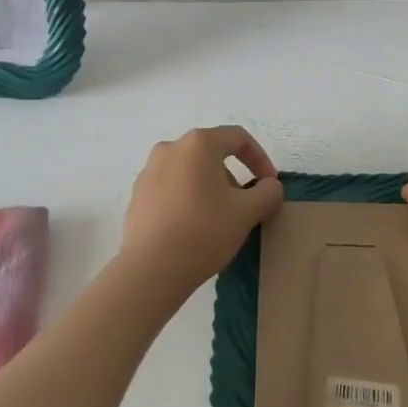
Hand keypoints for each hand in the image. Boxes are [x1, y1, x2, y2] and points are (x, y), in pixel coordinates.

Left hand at [119, 126, 285, 293]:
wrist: (151, 268)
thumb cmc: (204, 231)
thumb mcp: (247, 212)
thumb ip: (268, 192)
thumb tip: (269, 186)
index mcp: (198, 144)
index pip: (238, 138)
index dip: (260, 159)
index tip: (269, 185)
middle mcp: (170, 148)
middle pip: (211, 153)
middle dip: (233, 176)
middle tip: (245, 205)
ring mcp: (149, 171)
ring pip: (190, 171)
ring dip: (210, 188)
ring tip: (219, 219)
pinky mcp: (137, 195)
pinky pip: (171, 188)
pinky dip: (188, 199)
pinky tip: (193, 227)